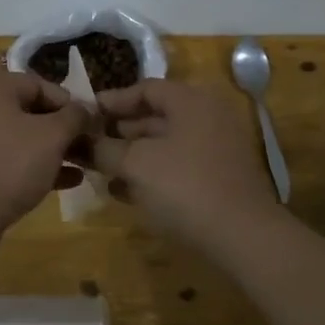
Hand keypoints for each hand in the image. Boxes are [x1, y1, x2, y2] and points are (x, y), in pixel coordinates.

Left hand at [0, 69, 92, 232]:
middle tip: (88, 148)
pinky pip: (6, 157)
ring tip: (81, 166)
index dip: (71, 104)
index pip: (41, 85)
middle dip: (62, 130)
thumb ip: (75, 116)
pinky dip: (33, 165)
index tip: (92, 126)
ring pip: (20, 136)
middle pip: (30, 110)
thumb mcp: (52, 136)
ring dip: (51, 150)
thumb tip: (86, 109)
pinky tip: (64, 182)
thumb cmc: (10, 164)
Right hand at [91, 79, 278, 248]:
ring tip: (101, 170)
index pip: (145, 88)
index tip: (85, 114)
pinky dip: (152, 173)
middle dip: (120, 130)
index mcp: (190, 101)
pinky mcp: (219, 177)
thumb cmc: (185, 186)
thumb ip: (104, 149)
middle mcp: (207, 117)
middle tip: (89, 143)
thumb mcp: (135, 164)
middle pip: (156, 115)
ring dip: (133, 155)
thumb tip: (82, 142)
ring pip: (166, 143)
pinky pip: (178, 165)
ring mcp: (216, 148)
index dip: (112, 101)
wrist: (243, 236)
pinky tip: (125, 192)